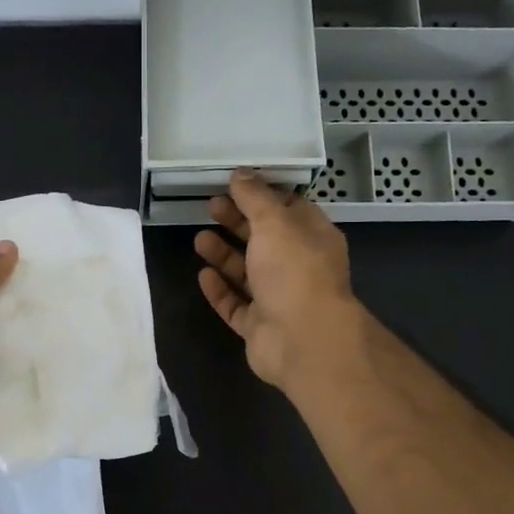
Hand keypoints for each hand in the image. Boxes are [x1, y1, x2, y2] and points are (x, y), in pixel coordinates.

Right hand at [194, 171, 360, 389]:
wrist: (302, 339)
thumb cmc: (294, 271)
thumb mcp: (275, 222)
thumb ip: (255, 197)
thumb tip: (240, 173)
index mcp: (313, 238)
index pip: (290, 209)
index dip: (263, 195)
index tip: (235, 184)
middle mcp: (299, 267)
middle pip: (265, 240)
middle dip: (238, 222)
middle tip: (210, 206)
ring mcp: (279, 299)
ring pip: (248, 273)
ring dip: (224, 255)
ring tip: (199, 239)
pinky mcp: (260, 326)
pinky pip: (236, 305)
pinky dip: (220, 290)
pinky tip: (203, 276)